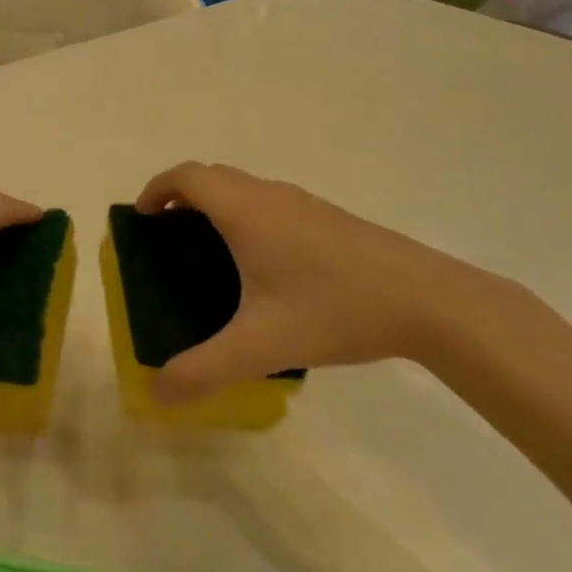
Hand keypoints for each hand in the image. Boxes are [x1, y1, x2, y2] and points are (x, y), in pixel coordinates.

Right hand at [136, 163, 525, 405]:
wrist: (430, 301)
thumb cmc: (335, 309)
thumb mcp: (261, 346)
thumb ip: (203, 371)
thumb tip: (155, 395)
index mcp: (245, 211)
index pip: (186, 176)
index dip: (156, 189)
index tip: (141, 219)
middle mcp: (271, 196)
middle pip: (213, 177)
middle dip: (181, 199)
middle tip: (168, 241)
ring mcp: (305, 205)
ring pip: (245, 189)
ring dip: (217, 207)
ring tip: (210, 256)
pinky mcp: (330, 219)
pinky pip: (271, 205)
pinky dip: (248, 218)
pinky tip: (266, 270)